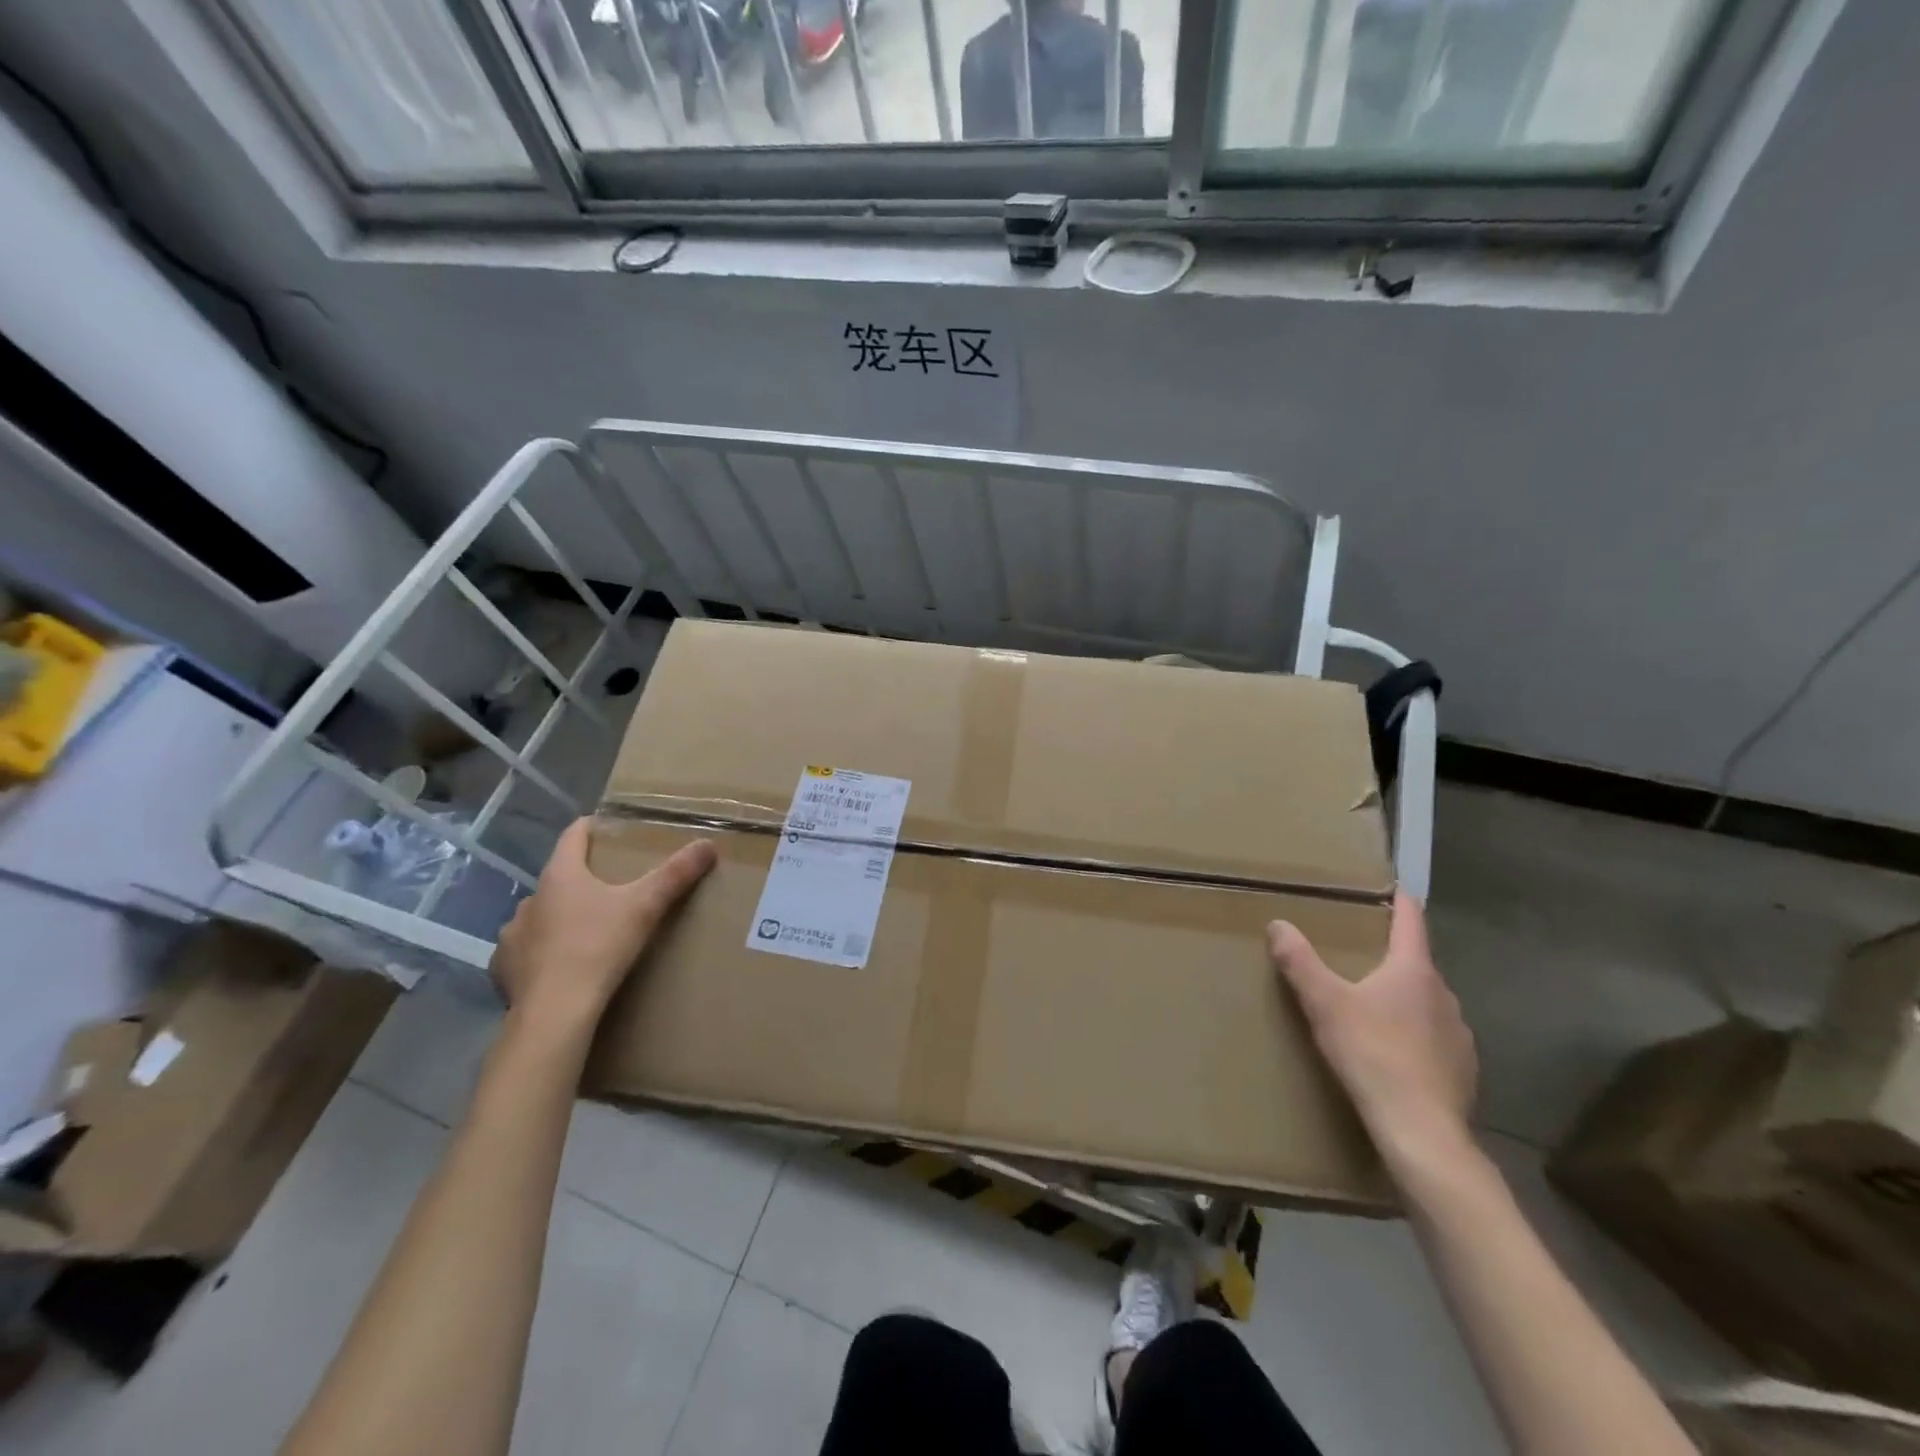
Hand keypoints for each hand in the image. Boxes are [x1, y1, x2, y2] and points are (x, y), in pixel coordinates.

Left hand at [491, 819, 715, 1033]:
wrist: (555, 1012)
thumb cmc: (599, 947)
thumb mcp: (645, 907)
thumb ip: (676, 874)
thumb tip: (707, 844)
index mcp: (560, 876)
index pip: (573, 835)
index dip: (591, 827)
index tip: (608, 827)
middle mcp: (530, 899)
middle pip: (558, 877)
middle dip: (582, 880)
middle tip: (612, 890)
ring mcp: (512, 935)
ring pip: (540, 916)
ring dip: (559, 918)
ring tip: (586, 931)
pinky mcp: (503, 970)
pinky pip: (524, 952)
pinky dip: (541, 953)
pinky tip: (558, 967)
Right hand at [1268, 893, 1477, 1172]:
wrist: (1421, 1132)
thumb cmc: (1372, 1055)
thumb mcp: (1325, 1004)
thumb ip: (1300, 962)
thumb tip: (1278, 924)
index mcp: (1413, 972)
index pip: (1411, 922)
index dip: (1401, 902)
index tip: (1394, 888)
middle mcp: (1443, 996)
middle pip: (1417, 964)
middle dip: (1392, 958)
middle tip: (1360, 957)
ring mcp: (1459, 1035)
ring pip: (1427, 1004)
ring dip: (1404, 1000)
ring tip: (1374, 1009)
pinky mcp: (1464, 1071)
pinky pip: (1436, 1039)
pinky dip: (1416, 1036)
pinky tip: (1395, 1055)